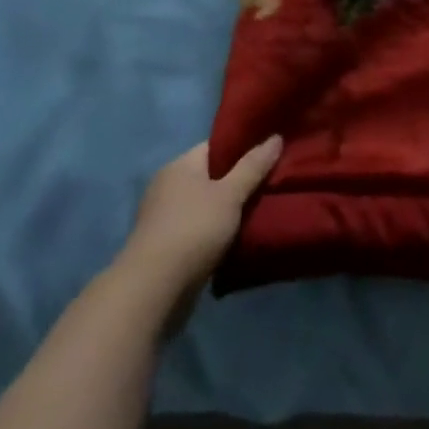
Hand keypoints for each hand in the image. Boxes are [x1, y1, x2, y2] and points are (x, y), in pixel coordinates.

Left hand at [114, 137, 281, 320]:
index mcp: (179, 166)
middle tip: (271, 183)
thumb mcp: (230, 194)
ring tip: (262, 210)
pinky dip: (217, 232)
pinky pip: (199, 229)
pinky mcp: (165, 247)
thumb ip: (253, 166)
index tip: (269, 154)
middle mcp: (168, 187)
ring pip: (207, 205)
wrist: (152, 291)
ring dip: (229, 210)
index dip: (243, 147)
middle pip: (212, 176)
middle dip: (239, 180)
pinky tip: (239, 237)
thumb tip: (276, 137)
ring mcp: (164, 218)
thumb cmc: (193, 230)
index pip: (216, 146)